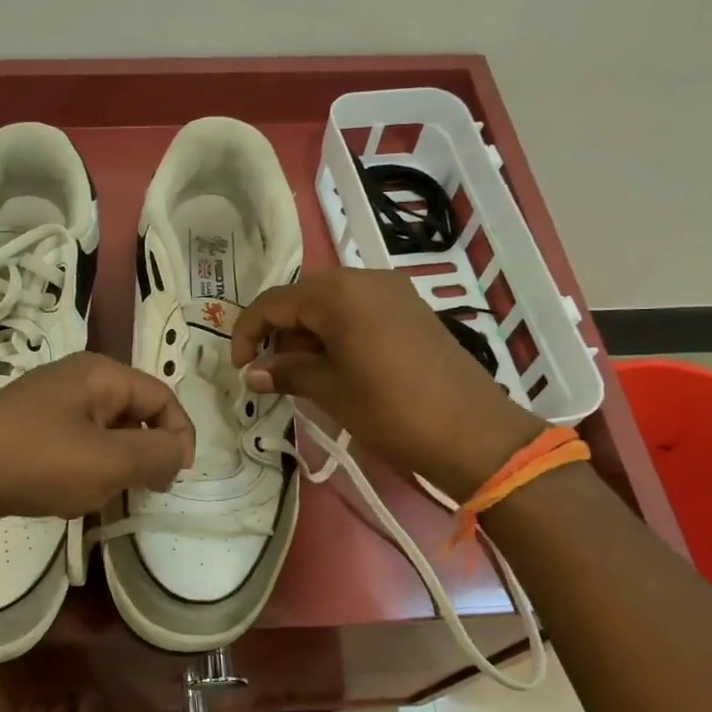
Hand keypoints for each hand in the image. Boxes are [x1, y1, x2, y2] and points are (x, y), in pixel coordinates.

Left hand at [0, 352, 194, 543]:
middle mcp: (73, 382)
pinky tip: (70, 499)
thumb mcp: (108, 462)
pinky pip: (71, 449)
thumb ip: (157, 455)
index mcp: (98, 374)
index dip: (180, 434)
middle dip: (146, 453)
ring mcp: (44, 408)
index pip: (161, 396)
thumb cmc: (35, 462)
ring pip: (102, 435)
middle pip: (132, 413)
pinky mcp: (23, 436)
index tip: (176, 479)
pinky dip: (83, 473)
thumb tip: (180, 451)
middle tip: (146, 492)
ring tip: (106, 498)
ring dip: (114, 467)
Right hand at [230, 268, 542, 499]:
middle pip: (303, 296)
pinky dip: (336, 330)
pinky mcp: (411, 307)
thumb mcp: (331, 391)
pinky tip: (336, 363)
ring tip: (301, 372)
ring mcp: (393, 291)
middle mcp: (365, 279)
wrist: (473, 432)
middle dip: (279, 330)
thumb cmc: (392, 411)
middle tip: (270, 370)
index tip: (239, 367)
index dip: (248, 332)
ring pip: (331, 301)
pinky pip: (358, 308)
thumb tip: (251, 372)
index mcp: (339, 294)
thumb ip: (287, 372)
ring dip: (307, 331)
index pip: (275, 302)